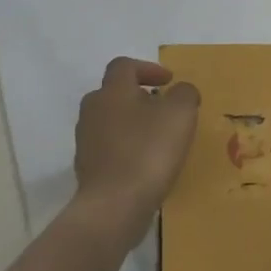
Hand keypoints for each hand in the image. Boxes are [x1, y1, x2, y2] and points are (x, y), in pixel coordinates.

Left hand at [73, 57, 200, 243]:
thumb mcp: (180, 114)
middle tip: (163, 108)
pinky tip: (145, 163)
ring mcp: (85, 140)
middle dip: (139, 96)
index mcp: (112, 91)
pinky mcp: (87, 167)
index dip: (148, 68)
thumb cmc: (149, 151)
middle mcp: (93, 110)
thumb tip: (180, 91)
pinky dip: (126, 147)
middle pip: (114, 93)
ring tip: (158, 137)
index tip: (168, 81)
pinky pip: (109, 147)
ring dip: (132, 122)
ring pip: (110, 120)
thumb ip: (184, 93)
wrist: (114, 205)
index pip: (124, 66)